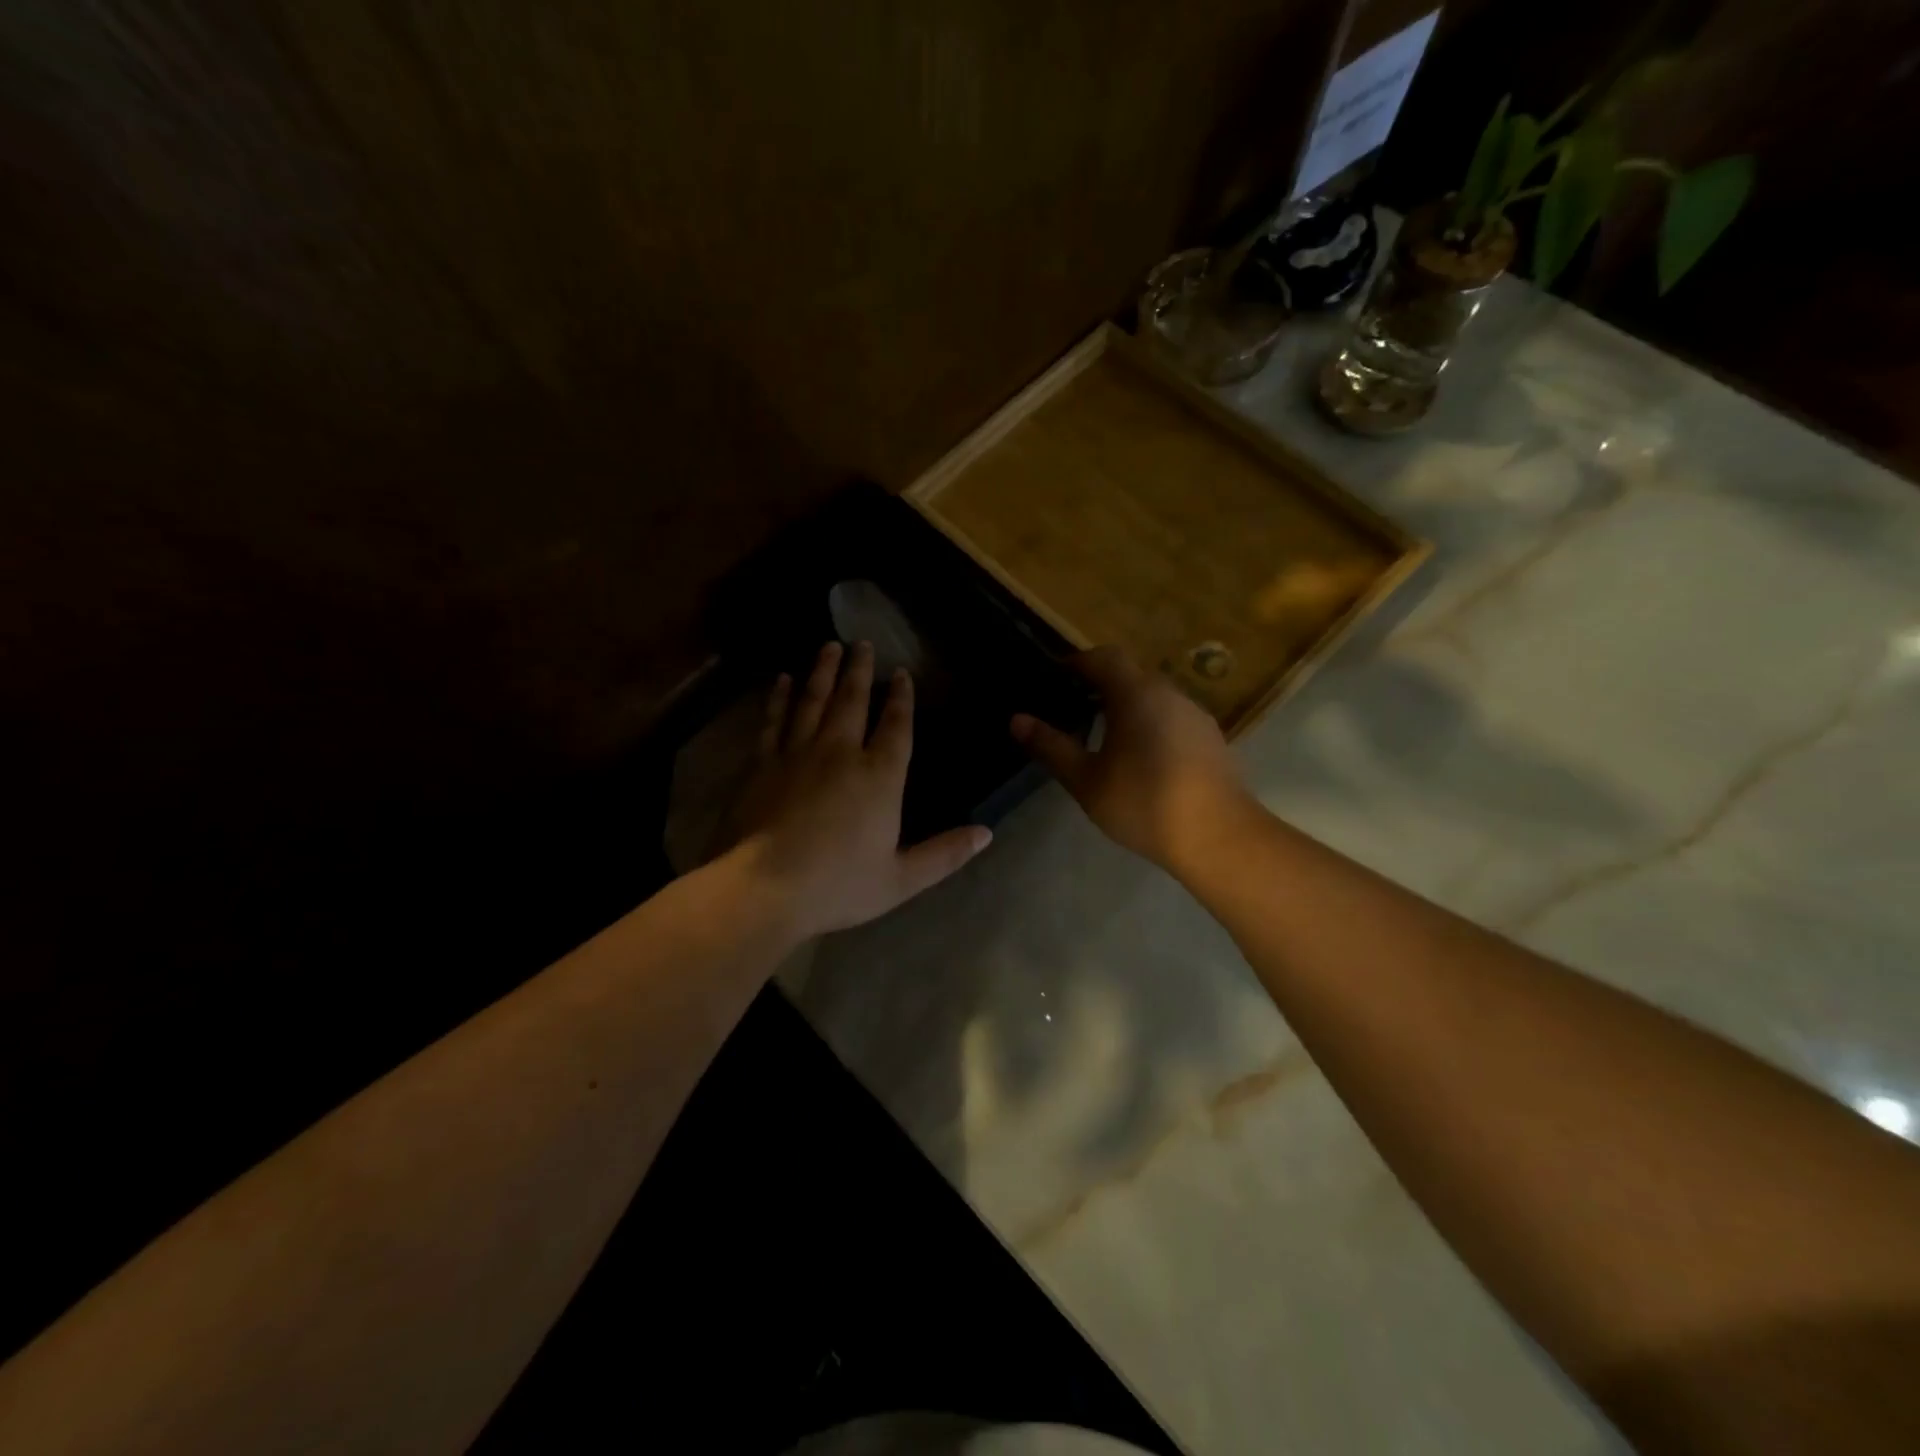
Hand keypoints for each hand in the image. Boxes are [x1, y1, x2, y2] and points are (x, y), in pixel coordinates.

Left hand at [730, 641, 990, 939]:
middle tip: (863, 642)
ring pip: (813, 700)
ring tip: (829, 646)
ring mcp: (798, 753)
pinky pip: (774, 720)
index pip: (896, 727)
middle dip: (861, 670)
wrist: (765, 888)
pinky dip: (779, 698)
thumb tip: (987, 834)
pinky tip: (782, 680)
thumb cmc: (839, 885)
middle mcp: (841, 753)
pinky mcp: (762, 763)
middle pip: (853, 701)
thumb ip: (945, 853)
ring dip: (823, 671)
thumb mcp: (902, 878)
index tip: (902, 674)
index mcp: (879, 777)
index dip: (902, 698)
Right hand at [1011, 646, 1256, 874]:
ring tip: (1102, 736)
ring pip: (1152, 696)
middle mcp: (1168, 692)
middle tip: (1072, 710)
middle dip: (1099, 685)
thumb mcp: (1086, 780)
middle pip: (1129, 674)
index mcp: (1136, 693)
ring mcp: (1194, 713)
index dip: (1075, 663)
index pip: (1102, 657)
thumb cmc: (1144, 803)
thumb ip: (1051, 747)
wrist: (1219, 836)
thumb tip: (1017, 720)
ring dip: (1126, 705)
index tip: (1054, 680)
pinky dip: (1149, 722)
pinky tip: (1140, 758)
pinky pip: (1170, 716)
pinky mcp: (1210, 737)